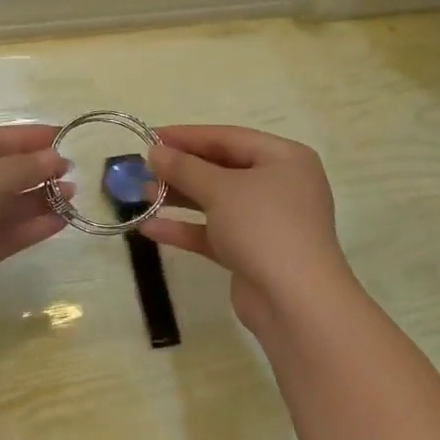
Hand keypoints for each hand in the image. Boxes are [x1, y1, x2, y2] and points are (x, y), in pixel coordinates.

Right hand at [140, 126, 359, 331]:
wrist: (296, 303)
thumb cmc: (263, 227)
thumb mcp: (220, 189)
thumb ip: (184, 167)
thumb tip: (155, 151)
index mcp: (284, 159)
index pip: (228, 137)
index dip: (187, 136)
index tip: (150, 136)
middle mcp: (280, 185)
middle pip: (222, 168)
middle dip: (181, 169)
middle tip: (143, 167)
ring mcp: (268, 222)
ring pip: (217, 201)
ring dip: (179, 198)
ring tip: (142, 195)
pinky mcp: (253, 253)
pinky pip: (215, 233)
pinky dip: (186, 229)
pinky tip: (150, 228)